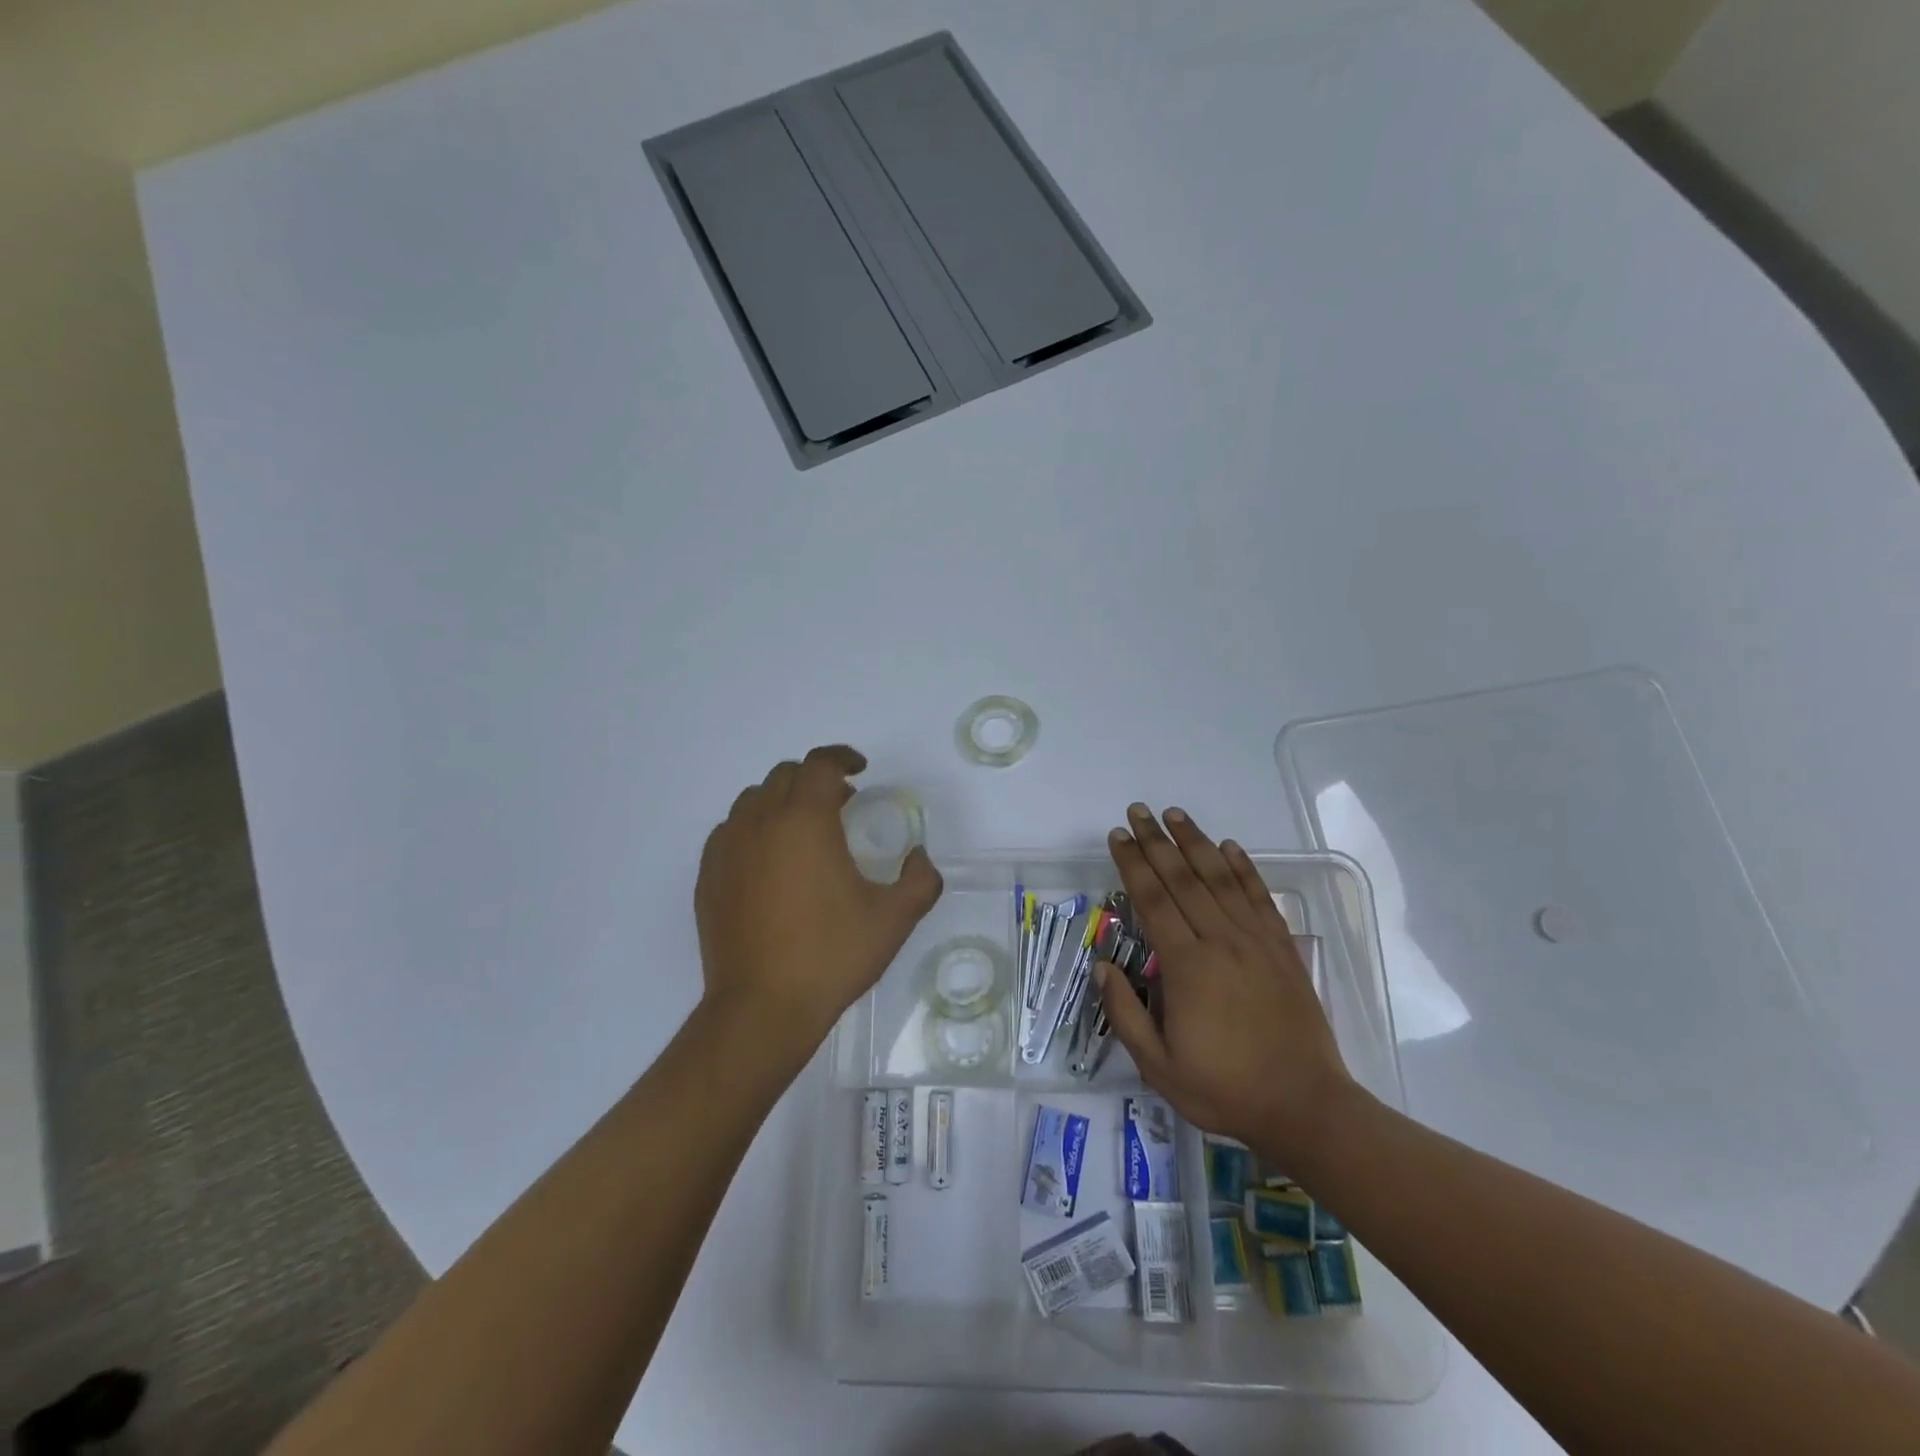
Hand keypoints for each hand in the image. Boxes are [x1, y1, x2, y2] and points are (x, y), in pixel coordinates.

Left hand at [696, 746, 942, 1055]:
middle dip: (815, 779)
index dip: (842, 757)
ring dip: (783, 801)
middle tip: (841, 804)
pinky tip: (770, 861)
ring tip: (804, 831)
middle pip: (785, 776)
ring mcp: (727, 848)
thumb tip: (920, 857)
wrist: (762, 1008)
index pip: (820, 764)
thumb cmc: (831, 956)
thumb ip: (920, 879)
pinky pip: (731, 831)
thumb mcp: (894, 918)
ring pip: (753, 800)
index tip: (860, 769)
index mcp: (805, 821)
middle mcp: (761, 822)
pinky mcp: (708, 876)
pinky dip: (754, 828)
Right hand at [1096, 804, 1353, 1166]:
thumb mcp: (1158, 1067)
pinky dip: (1243, 868)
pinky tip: (1230, 847)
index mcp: (1187, 967)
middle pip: (1184, 879)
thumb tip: (1102, 967)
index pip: (1153, 901)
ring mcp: (1256, 942)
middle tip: (1138, 811)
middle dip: (1157, 841)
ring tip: (1175, 815)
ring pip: (1221, 879)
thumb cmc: (1225, 1089)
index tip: (1118, 836)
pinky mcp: (1283, 950)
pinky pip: (1259, 898)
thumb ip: (1125, 1014)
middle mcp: (1221, 942)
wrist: (1306, 1107)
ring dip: (1196, 843)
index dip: (1133, 864)